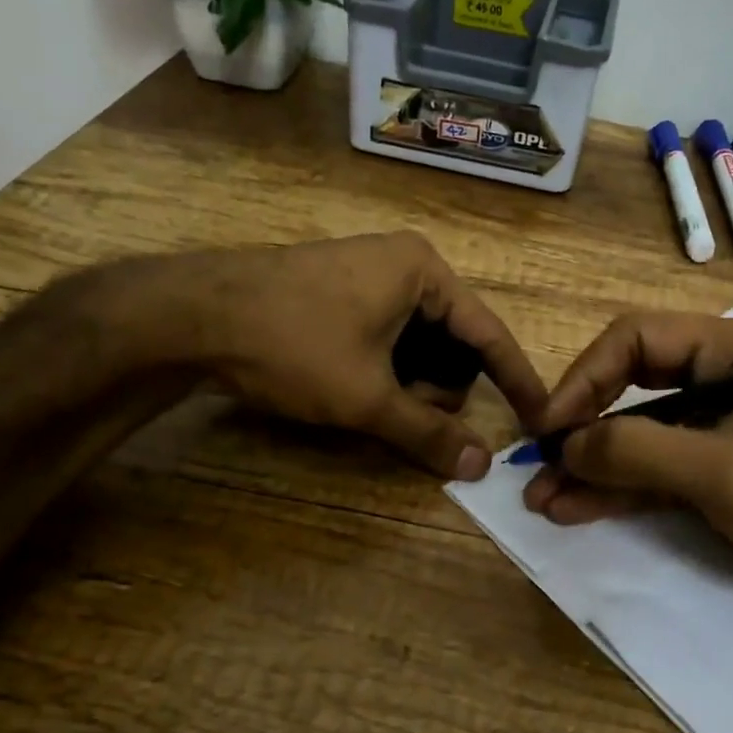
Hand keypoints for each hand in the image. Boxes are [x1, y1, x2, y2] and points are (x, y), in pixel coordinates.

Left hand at [105, 232, 546, 480]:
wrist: (192, 315)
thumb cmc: (294, 345)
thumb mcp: (367, 396)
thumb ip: (427, 434)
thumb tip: (480, 468)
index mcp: (425, 272)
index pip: (490, 334)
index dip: (516, 381)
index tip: (540, 419)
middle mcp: (404, 264)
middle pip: (453, 342)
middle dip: (439, 388)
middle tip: (404, 415)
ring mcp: (369, 275)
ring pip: (418, 344)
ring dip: (409, 384)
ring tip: (372, 403)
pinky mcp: (340, 292)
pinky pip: (387, 337)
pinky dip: (385, 370)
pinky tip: (354, 387)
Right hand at [523, 312, 732, 666]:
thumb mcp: (726, 473)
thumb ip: (639, 450)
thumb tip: (564, 447)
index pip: (637, 340)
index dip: (585, 378)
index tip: (551, 428)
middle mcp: (720, 380)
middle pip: (627, 385)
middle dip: (581, 425)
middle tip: (537, 462)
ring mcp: (713, 432)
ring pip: (632, 435)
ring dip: (587, 466)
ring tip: (541, 499)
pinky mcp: (709, 478)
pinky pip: (647, 474)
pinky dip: (610, 491)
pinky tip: (570, 509)